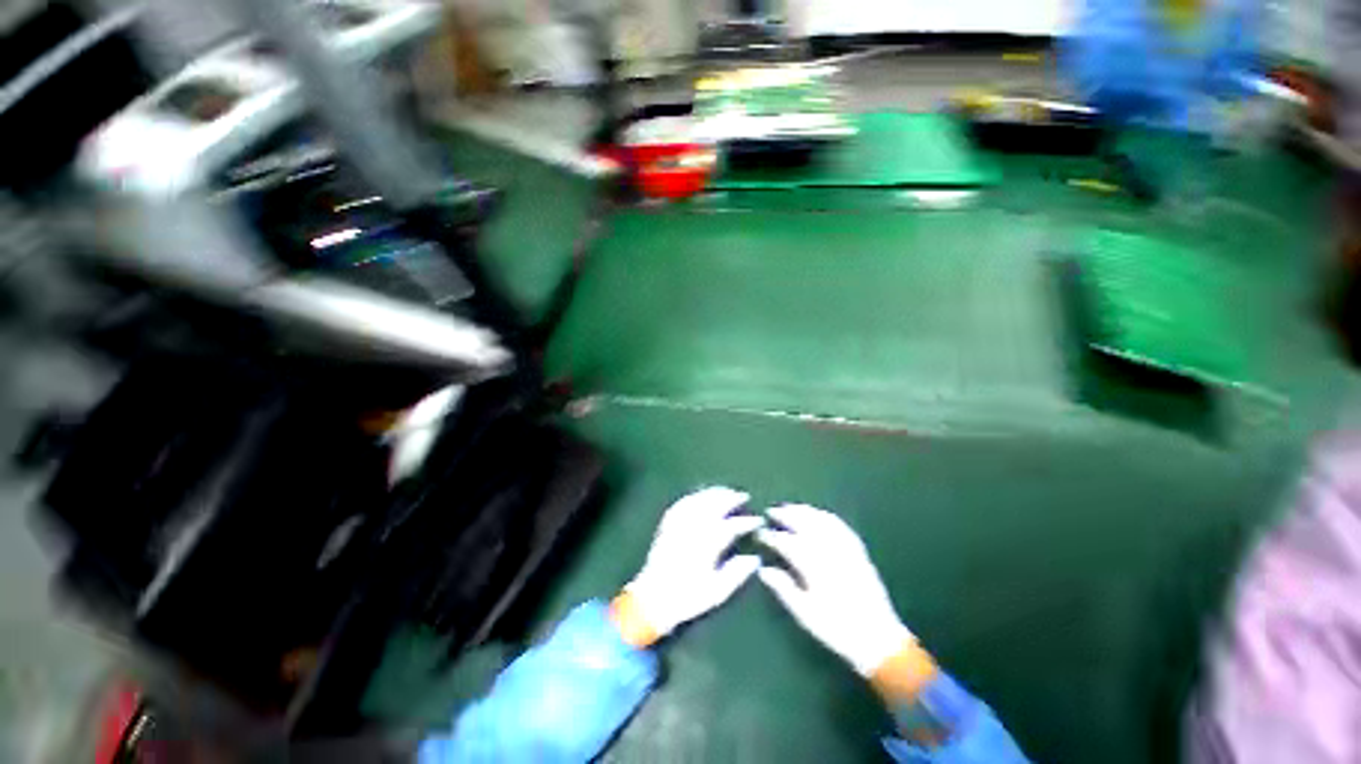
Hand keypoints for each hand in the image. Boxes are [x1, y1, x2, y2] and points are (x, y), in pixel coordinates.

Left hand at [620, 487, 763, 643]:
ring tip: (726, 491)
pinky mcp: (667, 523)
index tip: (758, 520)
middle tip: (743, 496)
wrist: (652, 599)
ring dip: (715, 493)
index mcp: (708, 544)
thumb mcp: (717, 592)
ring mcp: (680, 523)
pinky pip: (684, 503)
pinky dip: (696, 496)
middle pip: (716, 505)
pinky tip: (701, 495)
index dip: (747, 521)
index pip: (733, 526)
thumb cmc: (688, 598)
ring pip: (700, 499)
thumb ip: (738, 573)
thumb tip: (755, 559)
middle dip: (732, 498)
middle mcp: (694, 528)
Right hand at [757, 504, 912, 676]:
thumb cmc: (837, 629)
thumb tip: (762, 569)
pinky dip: (825, 516)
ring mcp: (846, 549)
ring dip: (804, 511)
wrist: (879, 639)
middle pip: (804, 524)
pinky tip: (818, 514)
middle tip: (771, 511)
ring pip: (821, 520)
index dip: (771, 537)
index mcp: (814, 567)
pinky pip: (840, 525)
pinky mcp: (859, 551)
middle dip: (786, 515)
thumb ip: (783, 589)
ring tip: (789, 507)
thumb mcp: (805, 614)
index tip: (760, 534)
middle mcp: (830, 552)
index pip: (787, 543)